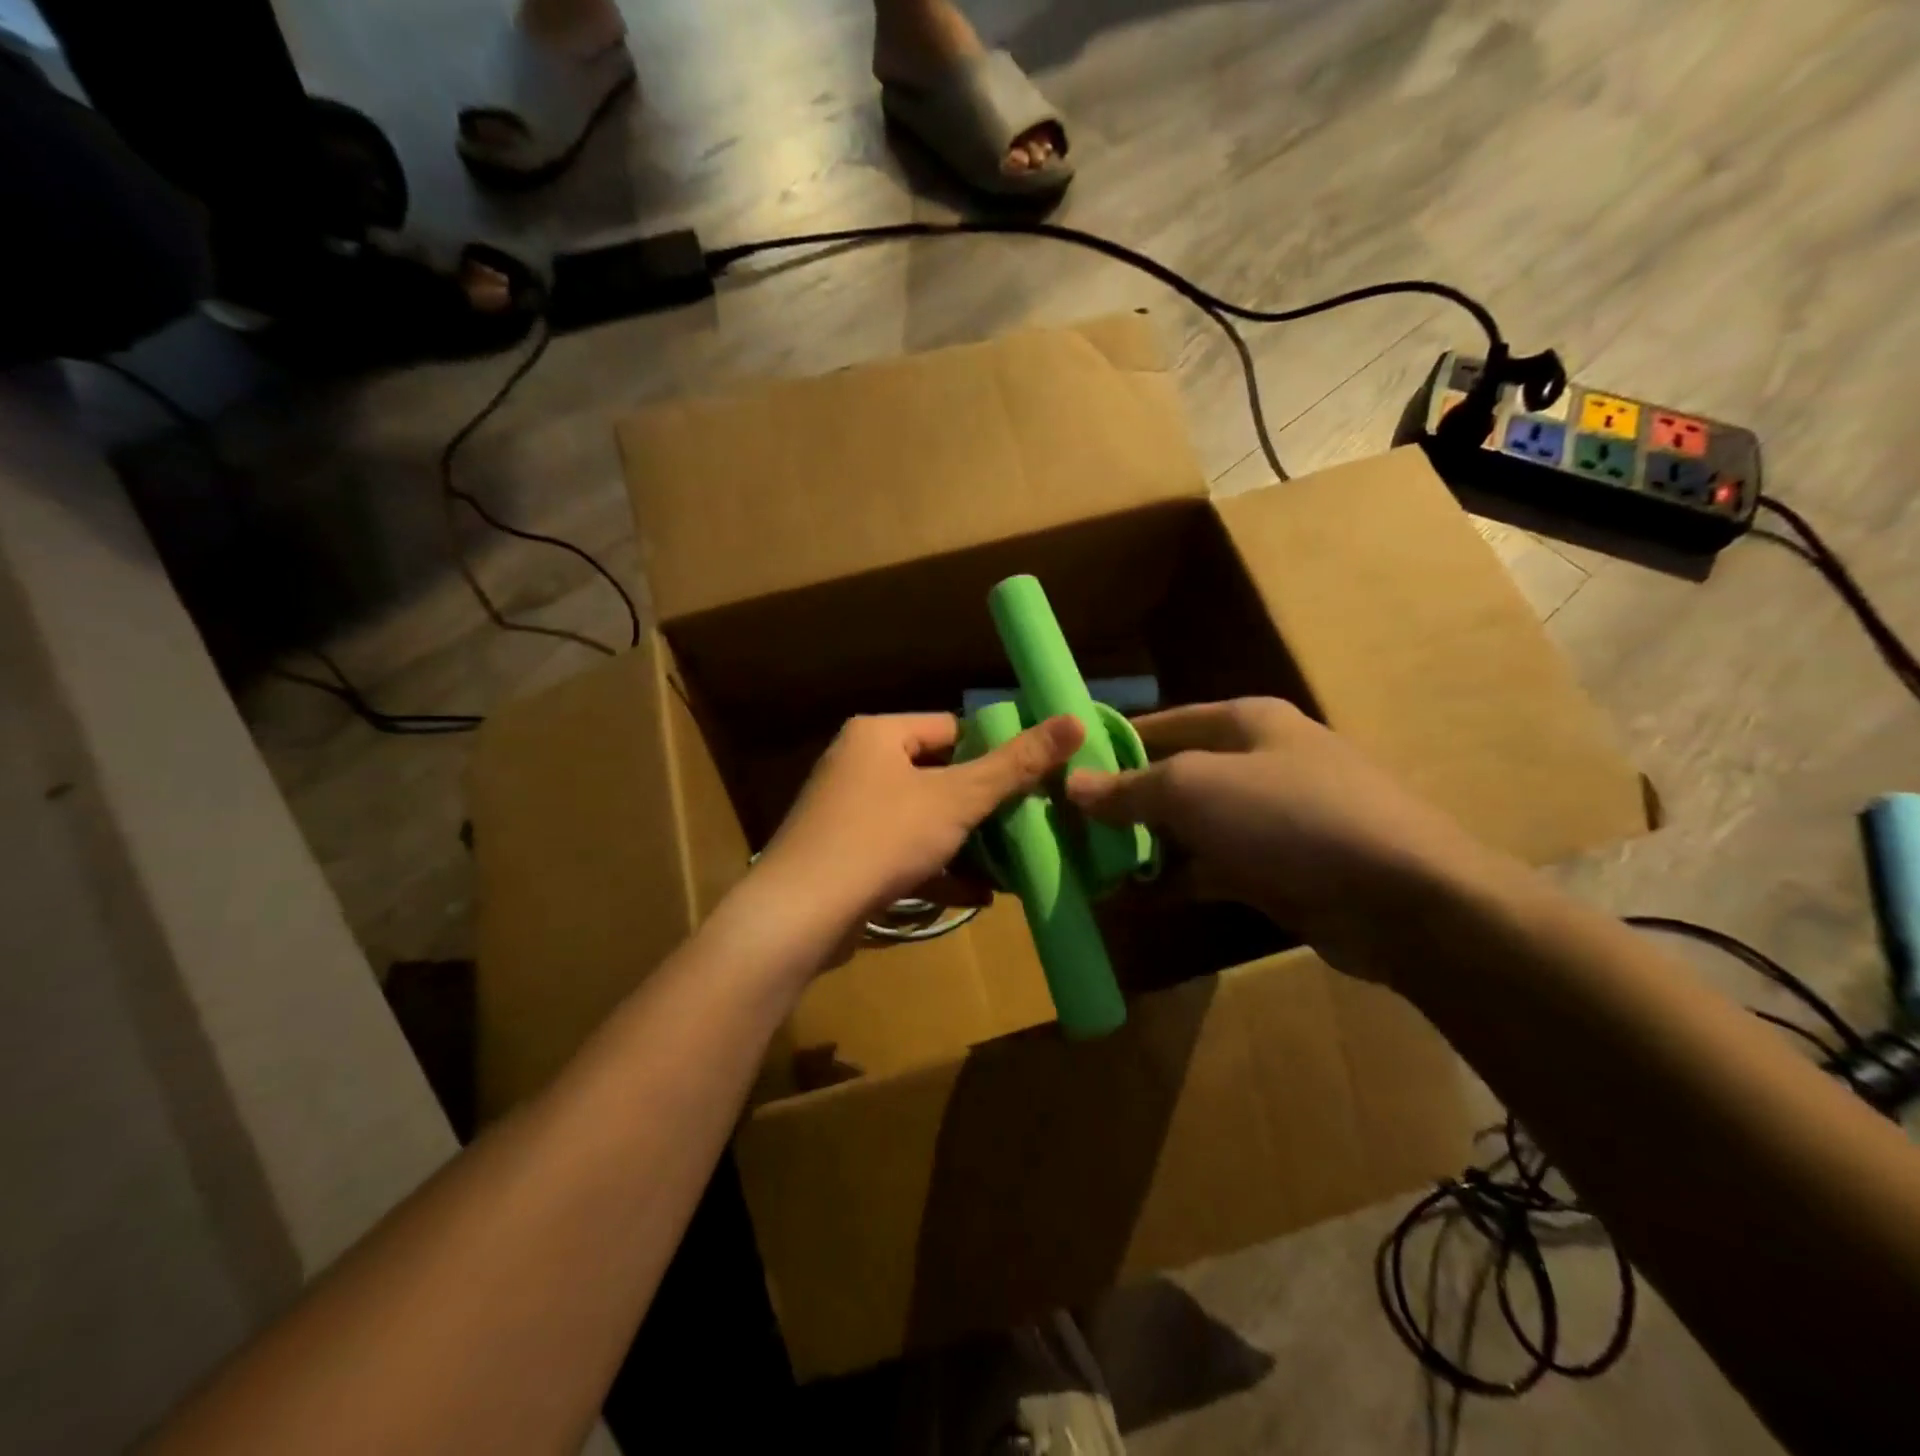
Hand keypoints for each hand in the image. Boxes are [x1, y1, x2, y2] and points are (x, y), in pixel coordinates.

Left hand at [753, 711, 1085, 946]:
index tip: (1033, 779)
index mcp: (878, 734)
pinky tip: (978, 895)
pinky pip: (902, 852)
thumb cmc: (881, 839)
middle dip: (983, 807)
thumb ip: (1015, 764)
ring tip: (1012, 864)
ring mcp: (848, 813)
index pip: (951, 728)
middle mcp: (858, 764)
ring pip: (923, 819)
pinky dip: (937, 870)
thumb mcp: (956, 799)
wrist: (799, 916)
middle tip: (1029, 824)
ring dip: (965, 843)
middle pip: (938, 776)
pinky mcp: (845, 855)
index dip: (995, 751)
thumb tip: (1074, 720)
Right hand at [1065, 698, 1493, 980]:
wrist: (1401, 899)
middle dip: (1121, 802)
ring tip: (1088, 866)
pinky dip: (1175, 880)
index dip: (1110, 745)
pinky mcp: (1279, 869)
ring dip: (1144, 846)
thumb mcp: (1195, 789)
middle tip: (1066, 828)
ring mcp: (1271, 819)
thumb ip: (1130, 788)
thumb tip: (1071, 786)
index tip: (1062, 770)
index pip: (1160, 724)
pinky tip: (1132, 897)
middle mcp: (1258, 762)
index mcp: (1244, 723)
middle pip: (1172, 776)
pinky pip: (1211, 867)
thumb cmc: (1289, 817)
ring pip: (1189, 827)